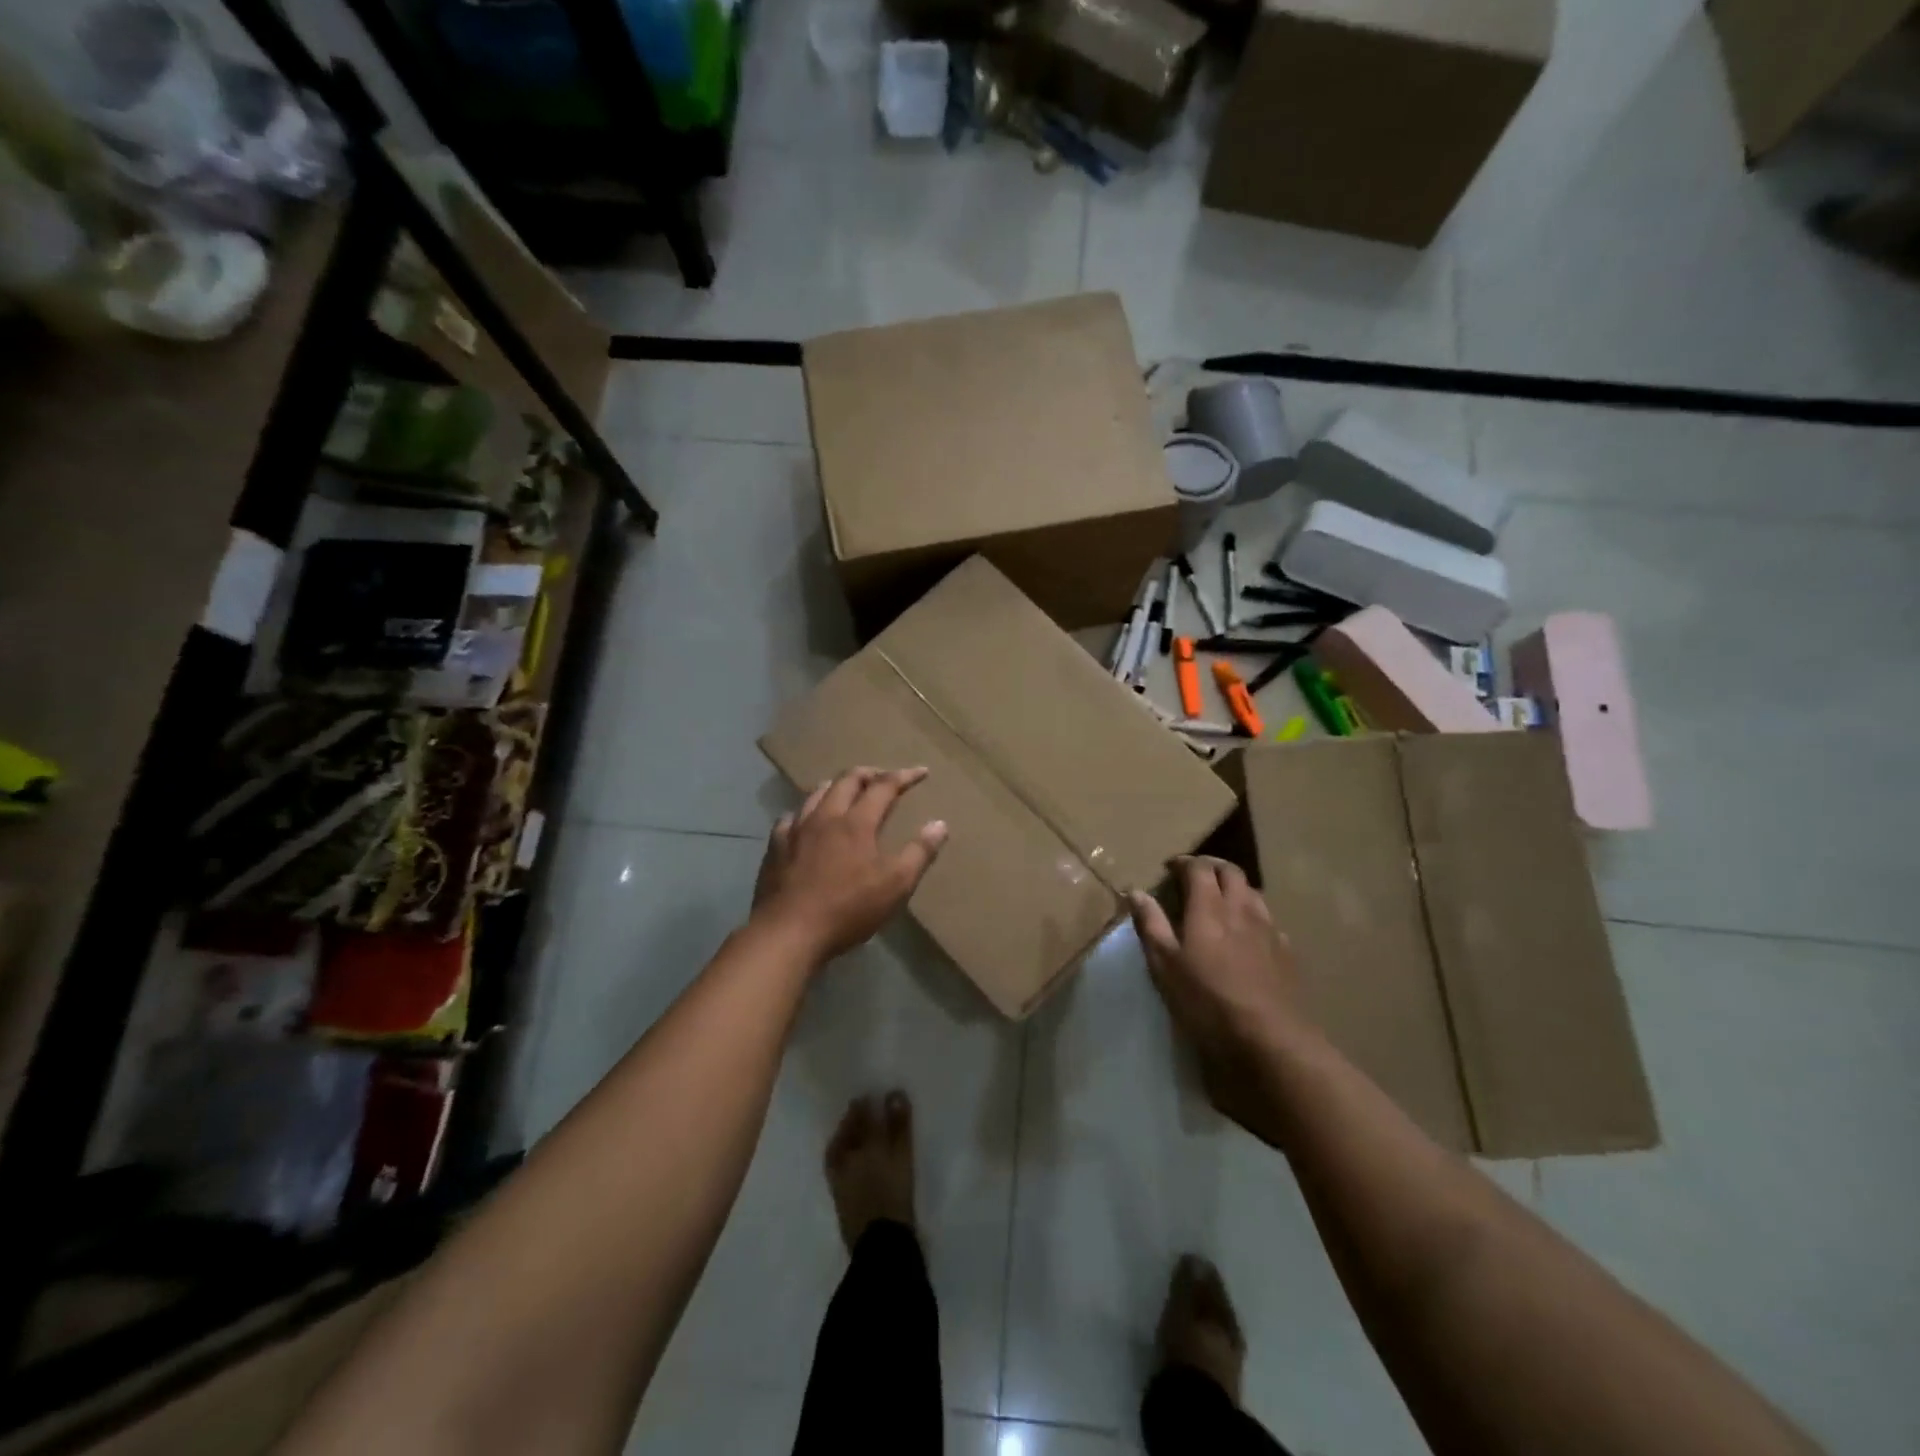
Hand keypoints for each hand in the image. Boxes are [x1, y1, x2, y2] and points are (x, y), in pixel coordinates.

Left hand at [753, 767, 949, 960]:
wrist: (788, 932)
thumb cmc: (848, 909)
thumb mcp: (895, 885)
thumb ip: (919, 852)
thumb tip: (940, 824)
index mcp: (856, 822)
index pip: (884, 786)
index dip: (904, 776)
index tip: (922, 772)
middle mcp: (825, 816)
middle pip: (847, 780)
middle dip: (869, 774)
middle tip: (884, 777)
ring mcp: (795, 830)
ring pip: (816, 793)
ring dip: (836, 786)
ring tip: (847, 791)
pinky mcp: (775, 848)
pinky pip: (790, 818)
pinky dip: (805, 812)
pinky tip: (805, 822)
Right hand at [1128, 857, 1311, 1146]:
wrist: (1271, 1040)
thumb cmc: (1208, 1002)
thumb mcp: (1165, 966)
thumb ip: (1151, 925)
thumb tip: (1135, 891)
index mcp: (1209, 908)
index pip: (1199, 868)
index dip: (1184, 862)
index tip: (1170, 867)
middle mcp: (1242, 909)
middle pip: (1231, 872)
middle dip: (1211, 866)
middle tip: (1194, 874)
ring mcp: (1269, 929)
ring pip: (1253, 892)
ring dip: (1234, 886)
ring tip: (1220, 899)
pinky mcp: (1287, 952)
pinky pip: (1269, 919)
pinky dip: (1253, 913)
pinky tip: (1247, 932)